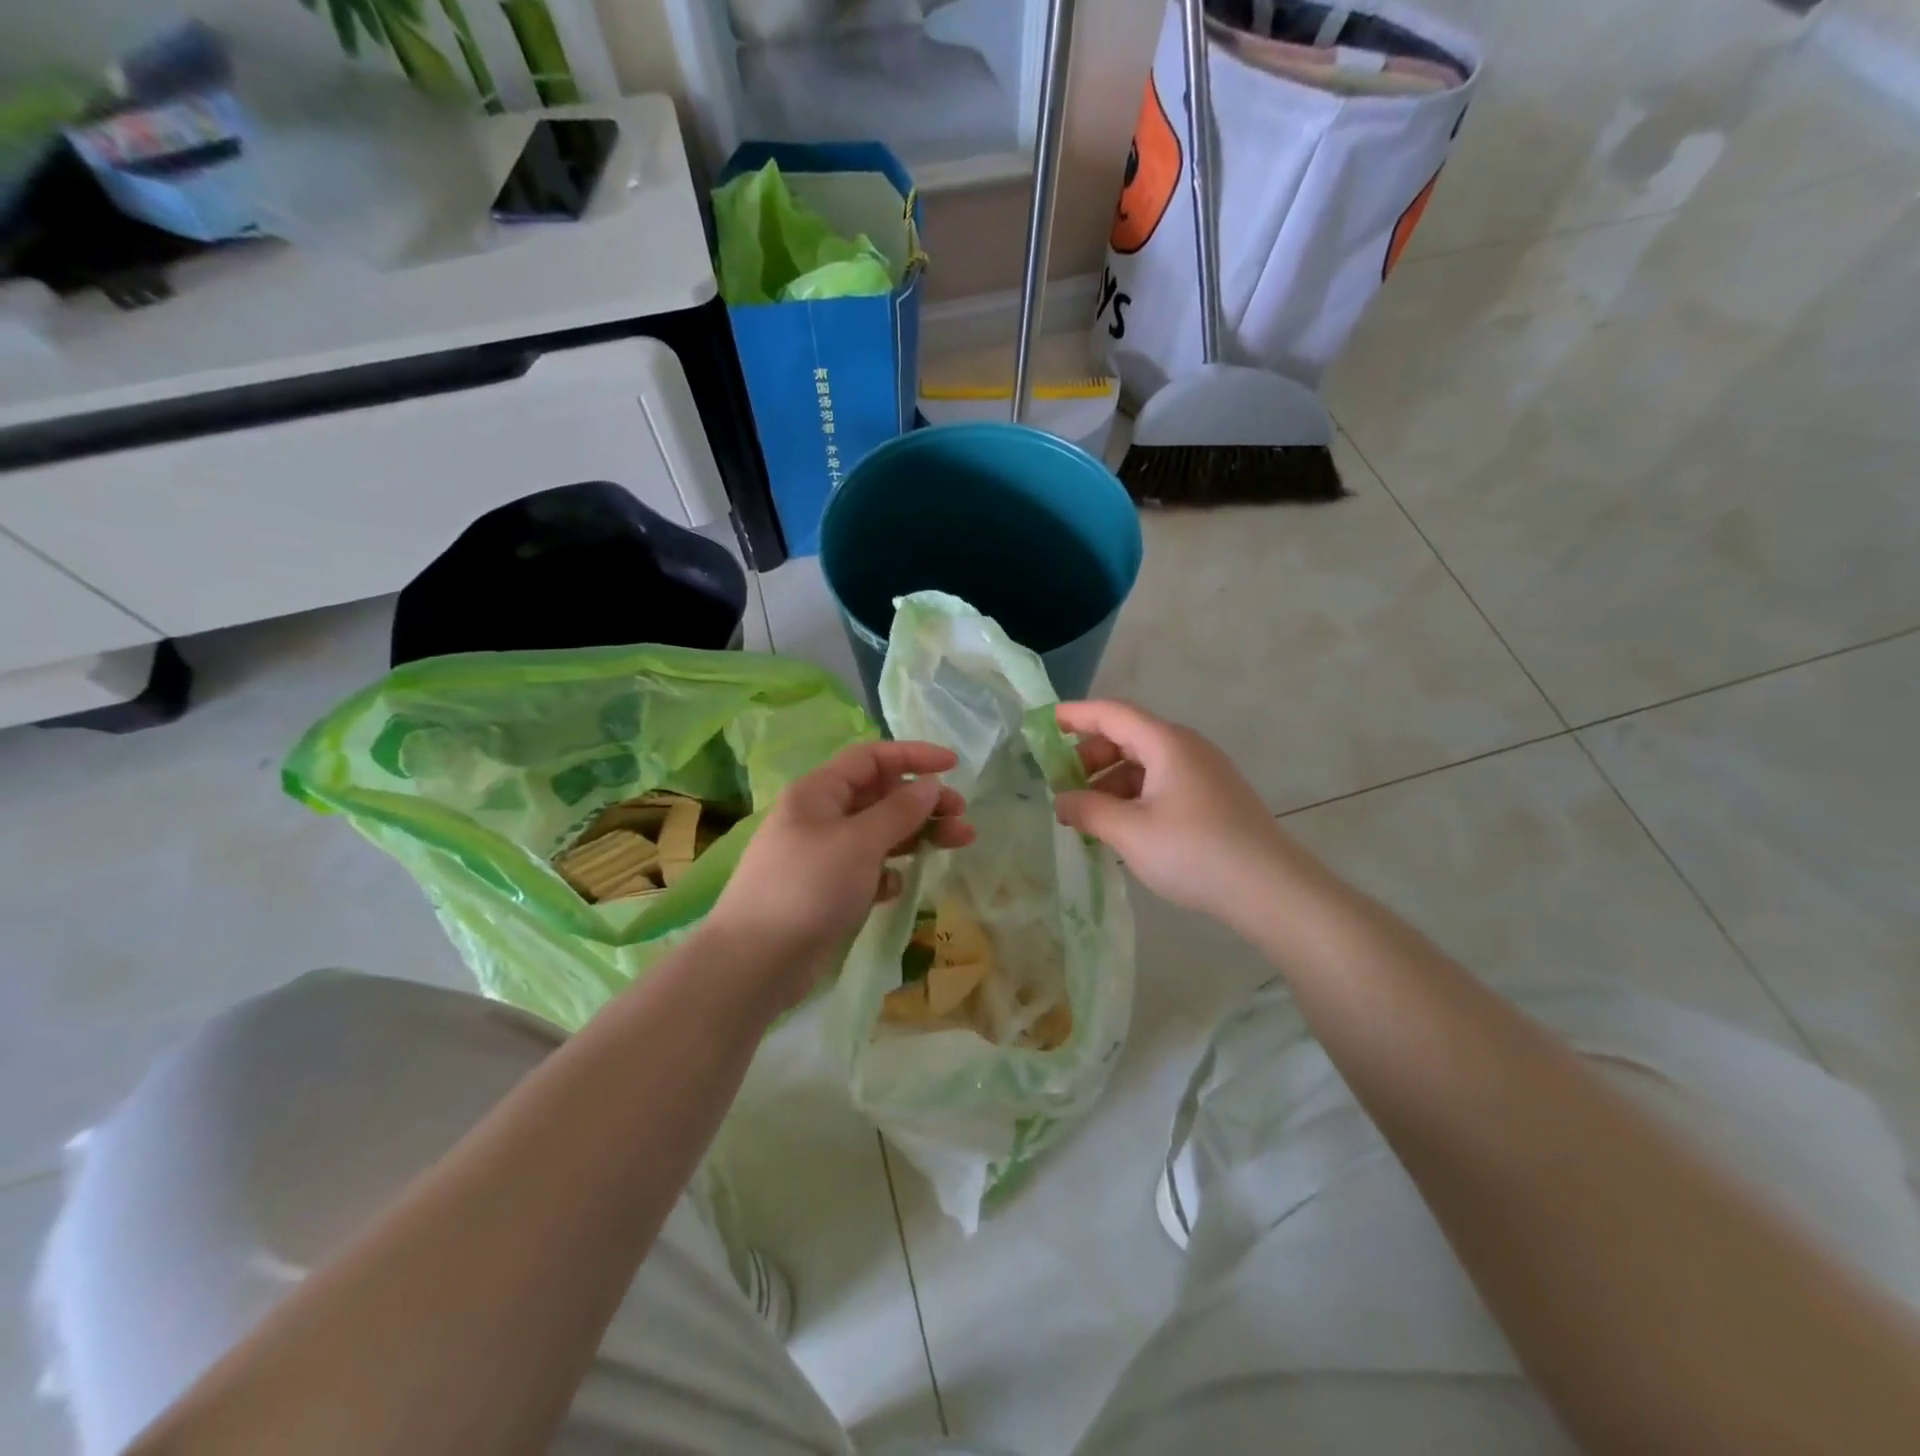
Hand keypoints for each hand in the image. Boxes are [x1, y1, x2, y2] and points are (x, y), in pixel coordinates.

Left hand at [705, 740, 973, 1007]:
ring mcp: (822, 856)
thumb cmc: (808, 887)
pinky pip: (867, 870)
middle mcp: (820, 817)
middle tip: (961, 817)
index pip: (872, 758)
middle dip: (923, 802)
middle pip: (880, 796)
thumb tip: (930, 786)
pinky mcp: (827, 891)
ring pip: (879, 834)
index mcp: (819, 792)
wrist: (755, 962)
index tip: (954, 766)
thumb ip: (898, 811)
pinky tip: (897, 888)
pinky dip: (887, 873)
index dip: (914, 756)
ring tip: (958, 843)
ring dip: (917, 835)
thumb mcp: (858, 842)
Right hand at [1054, 700, 1299, 925]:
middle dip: (1089, 756)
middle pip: (1127, 736)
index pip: (1112, 714)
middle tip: (1061, 785)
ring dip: (1110, 781)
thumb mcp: (1130, 832)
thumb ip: (1088, 810)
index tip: (1044, 723)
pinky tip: (1120, 827)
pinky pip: (1161, 783)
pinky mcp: (1212, 797)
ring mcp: (1202, 773)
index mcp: (1166, 743)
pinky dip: (1133, 796)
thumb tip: (1060, 800)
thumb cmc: (1194, 852)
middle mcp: (1186, 748)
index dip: (1075, 715)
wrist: (1270, 889)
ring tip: (1086, 815)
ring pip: (1144, 763)